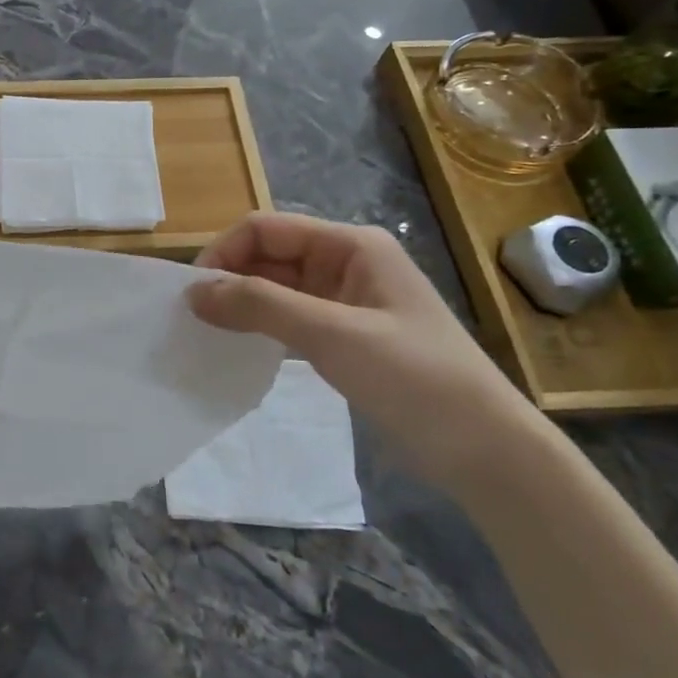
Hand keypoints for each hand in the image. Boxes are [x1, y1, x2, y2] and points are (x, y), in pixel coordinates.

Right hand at [188, 213, 544, 491]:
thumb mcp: (332, 334)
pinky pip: (289, 318)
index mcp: (351, 245)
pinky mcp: (345, 336)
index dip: (224, 253)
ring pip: (276, 288)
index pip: (266, 229)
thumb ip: (259, 306)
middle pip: (269, 255)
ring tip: (207, 333)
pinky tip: (239, 347)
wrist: (485, 449)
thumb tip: (192, 291)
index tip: (192, 295)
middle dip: (229, 279)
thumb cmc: (414, 378)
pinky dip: (261, 327)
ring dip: (241, 304)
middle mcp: (346, 263)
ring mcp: (346, 301)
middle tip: (193, 319)